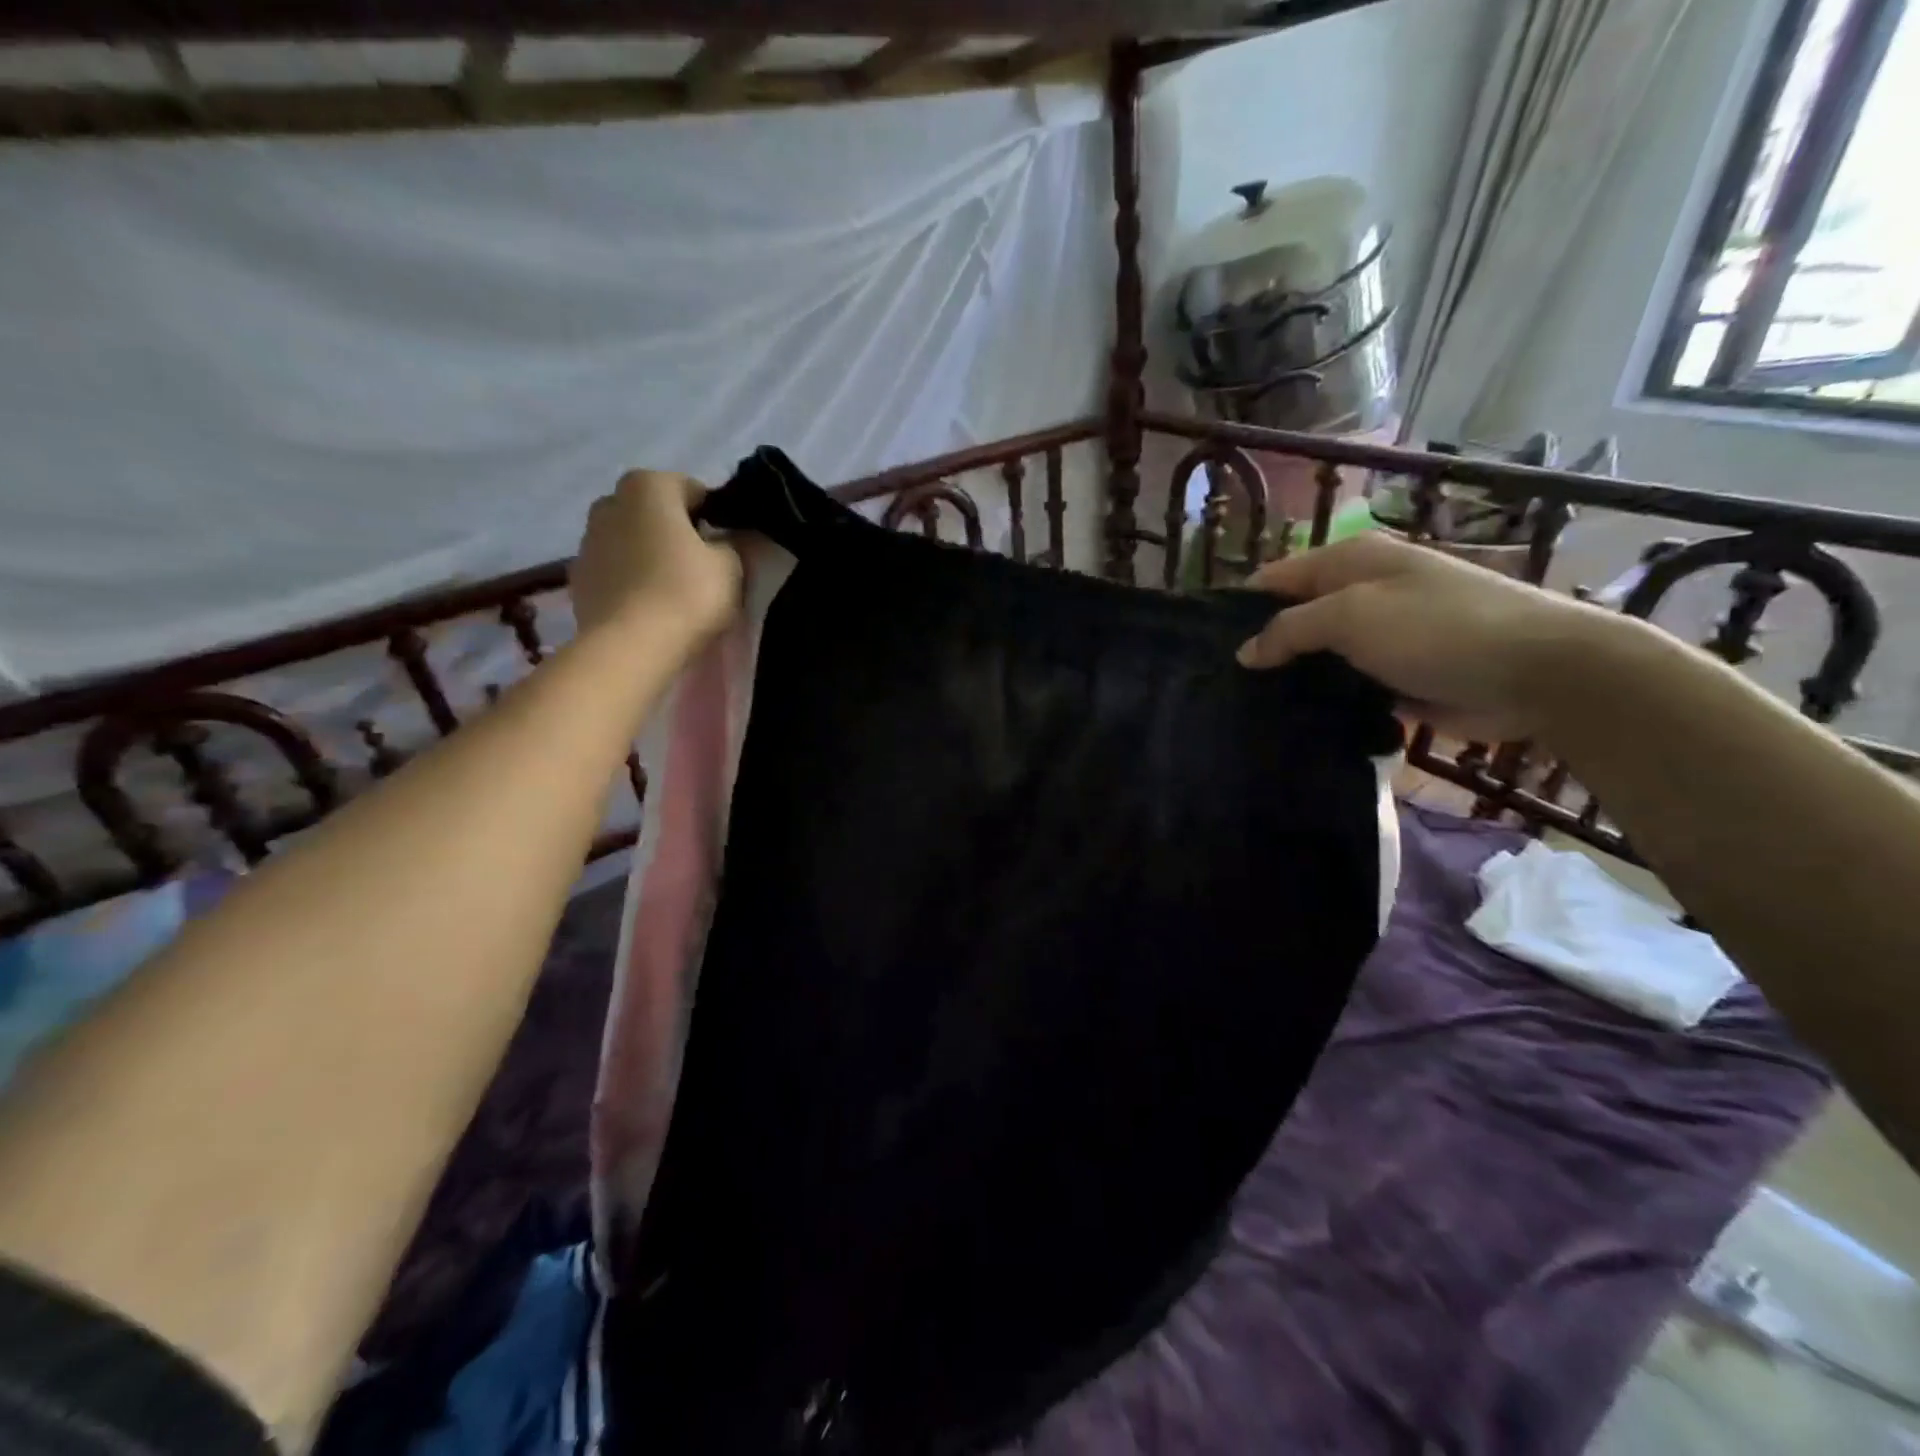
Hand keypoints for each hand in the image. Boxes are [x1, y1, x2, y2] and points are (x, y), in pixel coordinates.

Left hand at [571, 470, 741, 649]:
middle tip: (702, 565)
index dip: (714, 516)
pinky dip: (631, 579)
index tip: (727, 544)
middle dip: (676, 530)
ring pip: (631, 540)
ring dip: (650, 555)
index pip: (692, 489)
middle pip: (654, 512)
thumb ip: (732, 544)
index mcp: (648, 486)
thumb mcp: (731, 566)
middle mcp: (610, 502)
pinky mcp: (578, 579)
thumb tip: (725, 540)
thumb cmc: (686, 594)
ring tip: (674, 590)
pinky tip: (649, 606)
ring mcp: (587, 541)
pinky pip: (615, 570)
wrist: (630, 647)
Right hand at [1237, 532, 1611, 741]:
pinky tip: (1287, 722)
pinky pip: (1341, 686)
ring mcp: (1377, 637)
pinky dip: (1318, 701)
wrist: (1536, 671)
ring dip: (1288, 679)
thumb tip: (1245, 652)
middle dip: (1260, 648)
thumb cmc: (1437, 628)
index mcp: (1350, 561)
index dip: (1238, 608)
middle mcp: (1360, 593)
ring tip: (1244, 709)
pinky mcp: (1392, 677)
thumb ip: (1289, 629)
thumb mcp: (1352, 615)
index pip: (1274, 579)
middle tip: (1218, 687)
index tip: (1202, 647)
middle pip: (1292, 619)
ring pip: (1314, 657)